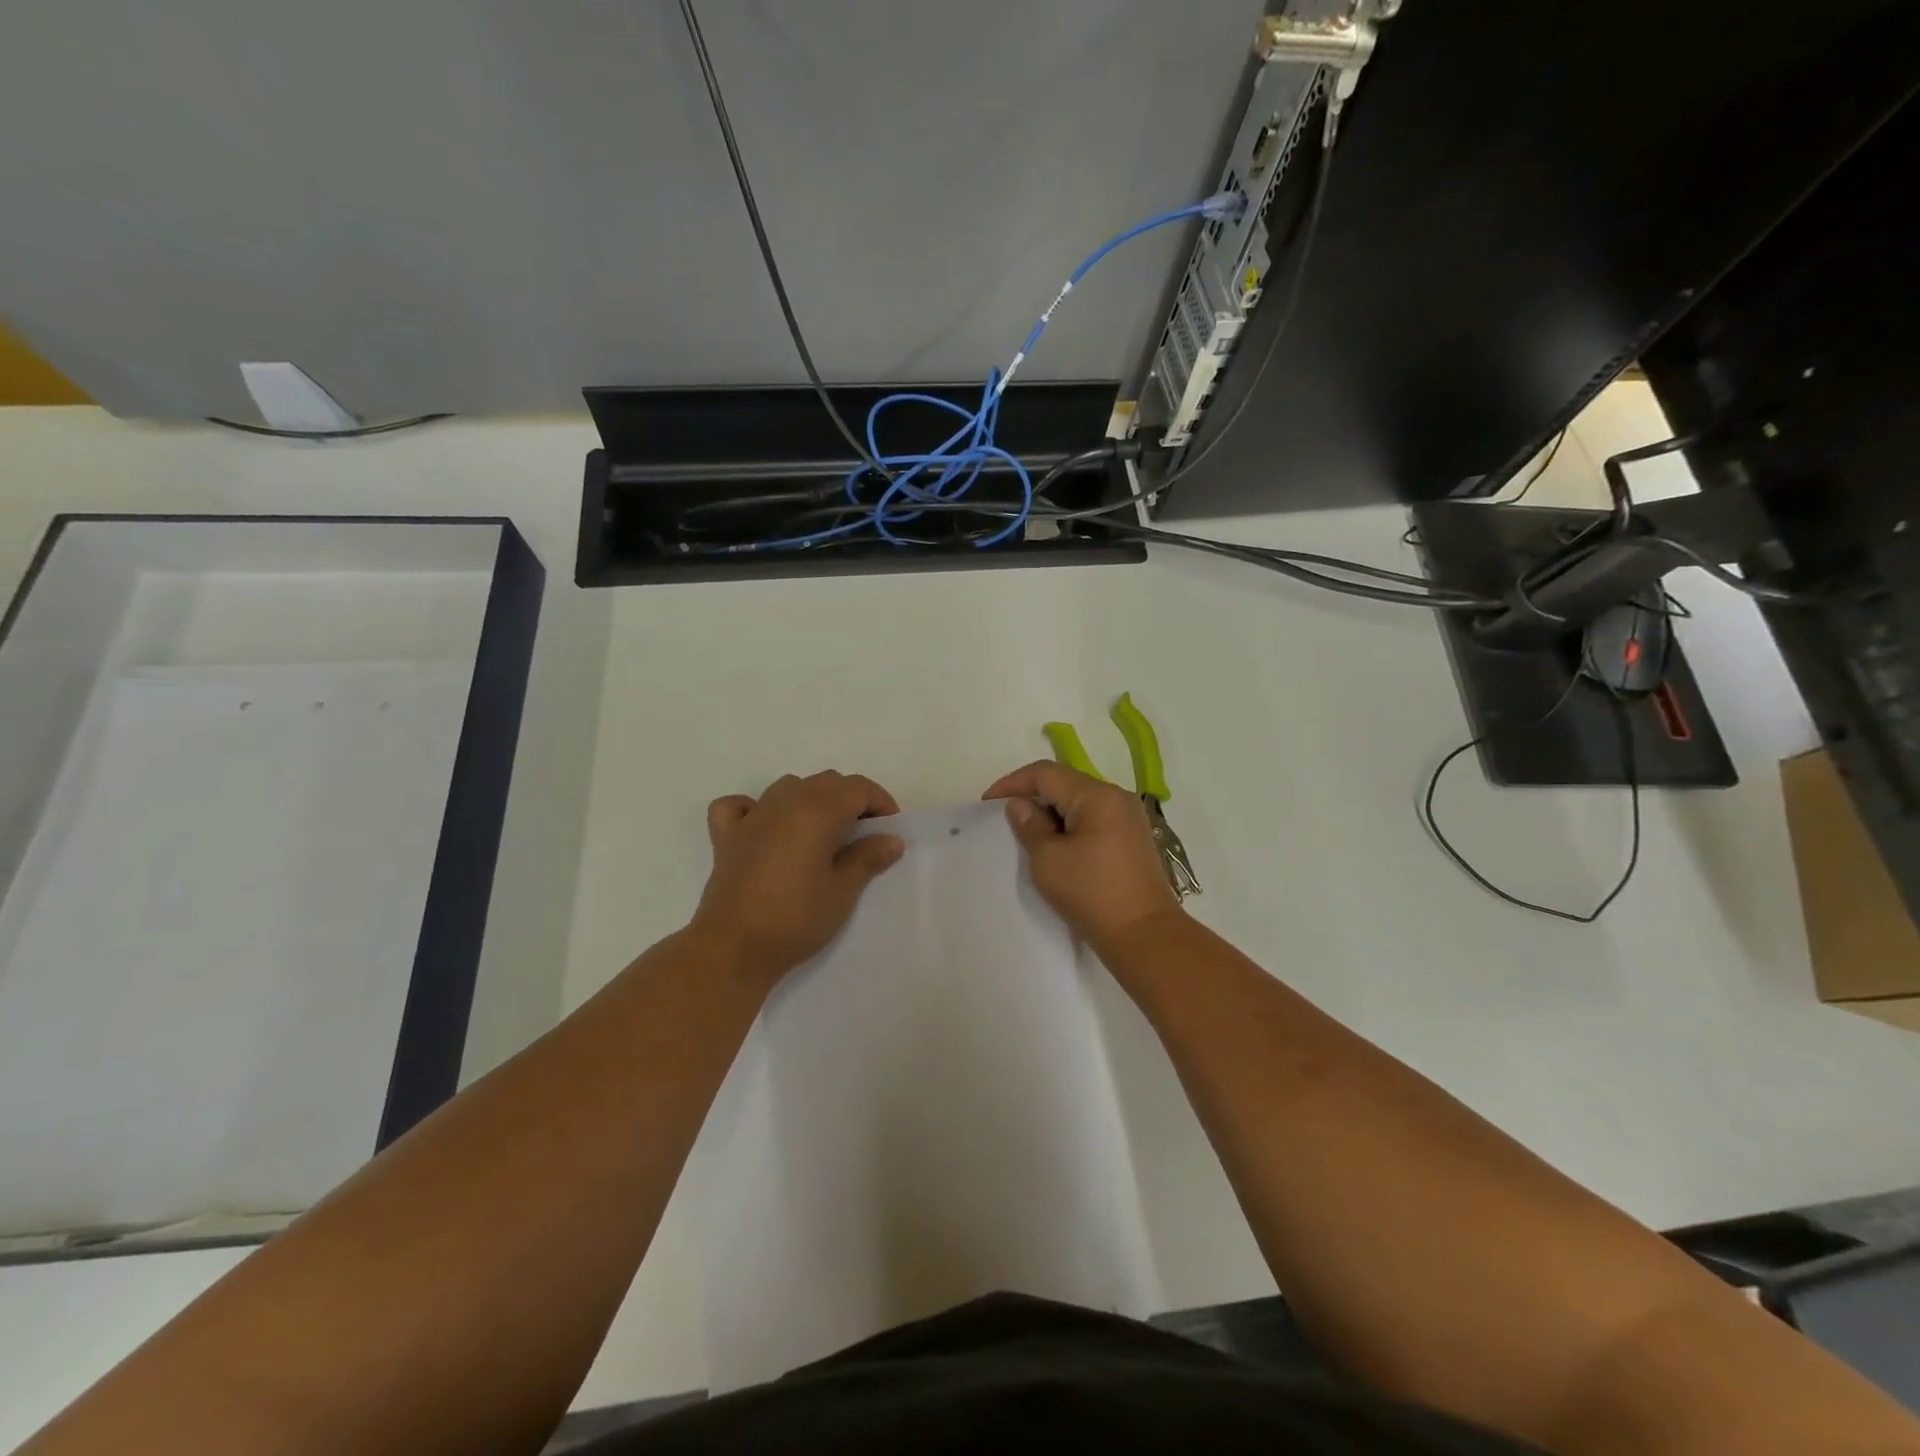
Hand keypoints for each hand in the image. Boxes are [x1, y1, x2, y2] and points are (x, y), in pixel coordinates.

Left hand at [691, 771, 905, 990]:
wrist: (733, 948)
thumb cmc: (796, 919)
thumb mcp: (842, 891)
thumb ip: (868, 858)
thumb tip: (891, 839)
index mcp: (817, 811)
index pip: (857, 788)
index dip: (880, 802)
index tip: (889, 830)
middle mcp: (784, 802)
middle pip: (826, 782)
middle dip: (850, 799)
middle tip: (863, 835)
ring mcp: (752, 817)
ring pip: (789, 786)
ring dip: (811, 799)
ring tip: (822, 832)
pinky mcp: (726, 836)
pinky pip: (739, 805)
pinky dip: (754, 807)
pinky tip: (764, 826)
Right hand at [983, 761, 1183, 950]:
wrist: (1144, 936)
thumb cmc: (1092, 894)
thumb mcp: (1048, 860)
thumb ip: (1030, 826)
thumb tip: (1020, 805)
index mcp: (1097, 795)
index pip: (1046, 774)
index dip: (1013, 783)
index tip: (987, 803)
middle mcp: (1116, 797)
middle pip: (1065, 783)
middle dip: (1032, 796)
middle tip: (1005, 820)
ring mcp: (1129, 818)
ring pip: (1079, 802)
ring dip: (1051, 813)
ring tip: (1028, 834)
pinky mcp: (1132, 839)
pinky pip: (1093, 819)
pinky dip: (1070, 825)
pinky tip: (1056, 846)